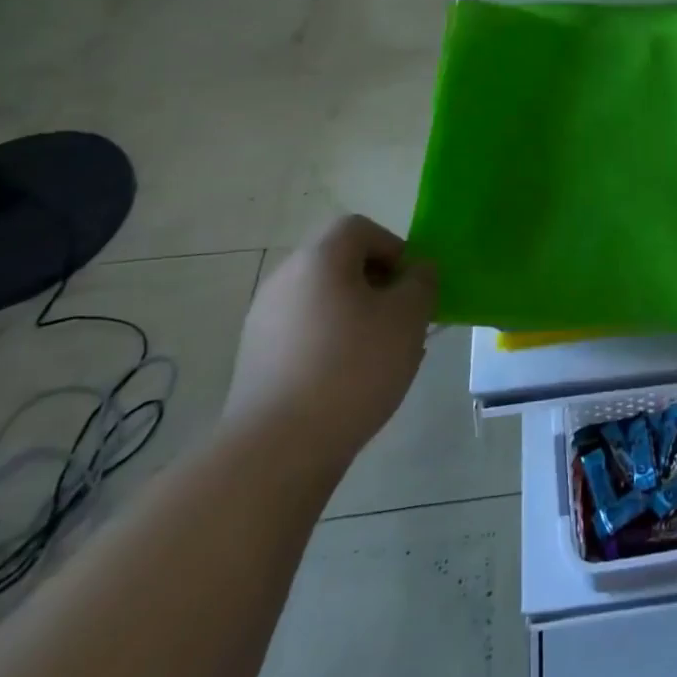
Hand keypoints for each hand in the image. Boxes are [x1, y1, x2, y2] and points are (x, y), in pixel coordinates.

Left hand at [223, 215, 435, 481]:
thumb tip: (418, 270)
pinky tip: (348, 384)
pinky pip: (304, 335)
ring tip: (380, 358)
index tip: (411, 286)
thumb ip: (421, 282)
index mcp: (319, 258)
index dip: (393, 247)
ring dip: (355, 317)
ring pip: (323, 301)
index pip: (359, 228)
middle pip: (339, 263)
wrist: (277, 448)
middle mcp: (285, 279)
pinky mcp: (255, 360)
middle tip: (402, 322)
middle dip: (377, 286)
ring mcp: (263, 320)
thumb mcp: (408, 317)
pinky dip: (330, 346)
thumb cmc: (352, 367)